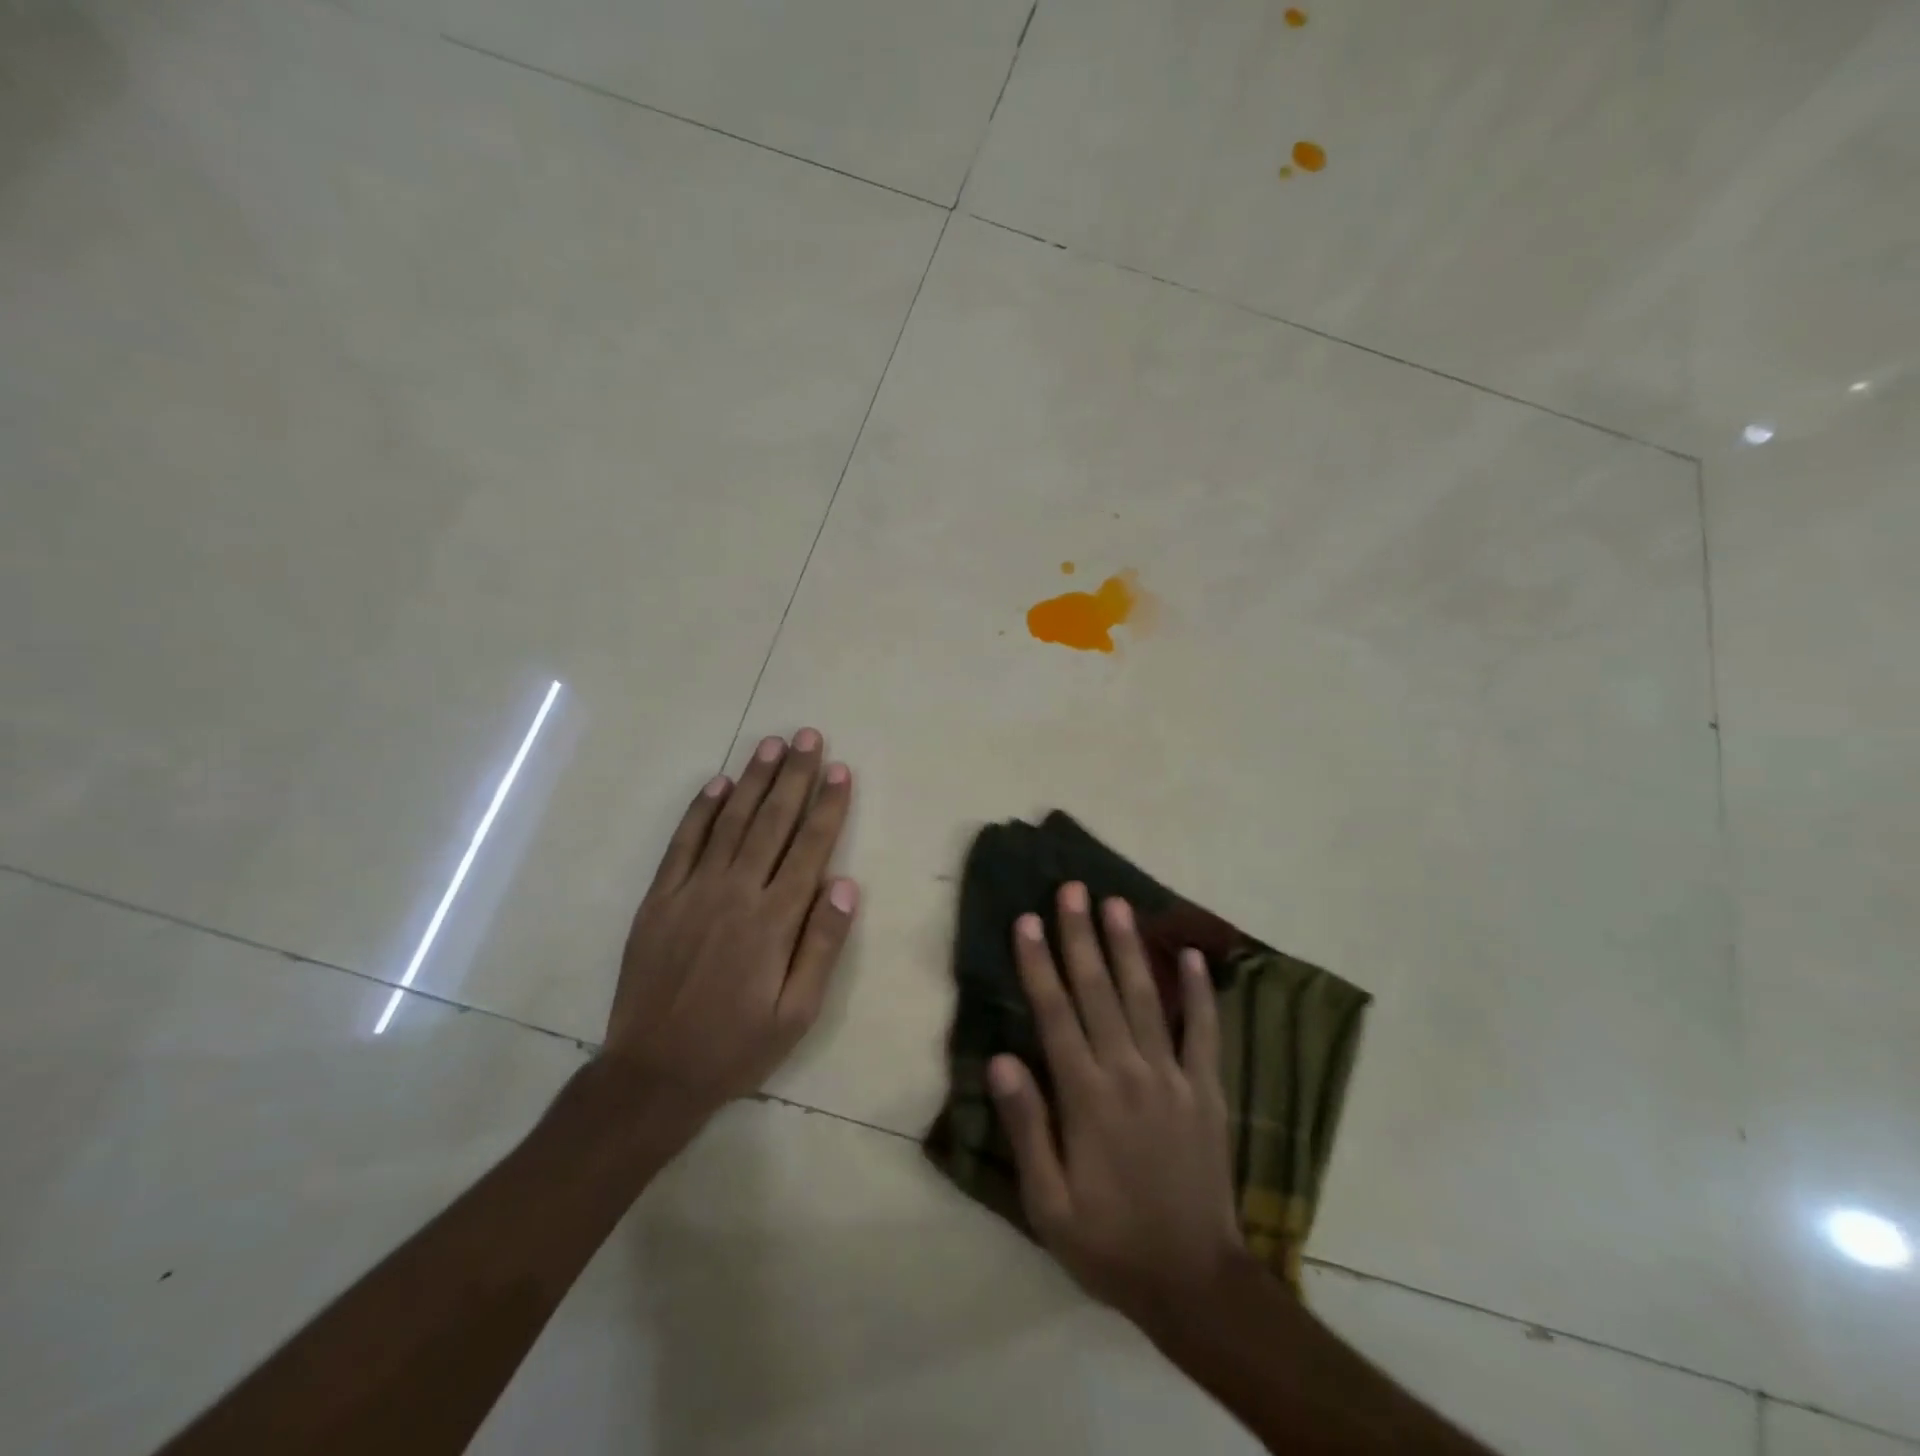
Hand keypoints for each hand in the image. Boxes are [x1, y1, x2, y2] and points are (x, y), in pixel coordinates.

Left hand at [601, 729, 857, 1132]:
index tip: (841, 771)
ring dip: (753, 780)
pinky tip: (718, 785)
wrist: (654, 1074)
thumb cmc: (737, 1046)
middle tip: (809, 737)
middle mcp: (735, 893)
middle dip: (794, 776)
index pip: (810, 848)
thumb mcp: (798, 1012)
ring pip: (730, 822)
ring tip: (771, 745)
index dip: (828, 807)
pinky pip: (682, 844)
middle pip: (772, 822)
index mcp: (774, 920)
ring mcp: (692, 891)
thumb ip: (822, 945)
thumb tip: (845, 885)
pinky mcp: (659, 899)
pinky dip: (700, 811)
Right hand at [988, 883, 1244, 1327]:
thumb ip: (1027, 1128)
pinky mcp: (1208, 1090)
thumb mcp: (1049, 1203)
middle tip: (1072, 889)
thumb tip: (1000, 1060)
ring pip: (1145, 998)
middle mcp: (1129, 1072)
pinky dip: (1201, 992)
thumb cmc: (1110, 1243)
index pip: (1055, 1014)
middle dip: (1081, 936)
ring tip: (1117, 904)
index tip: (1027, 920)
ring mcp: (1174, 1077)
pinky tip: (1195, 956)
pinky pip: (1205, 1031)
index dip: (1038, 963)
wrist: (1195, 1283)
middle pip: (1098, 991)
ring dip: (1129, 948)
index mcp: (1086, 1097)